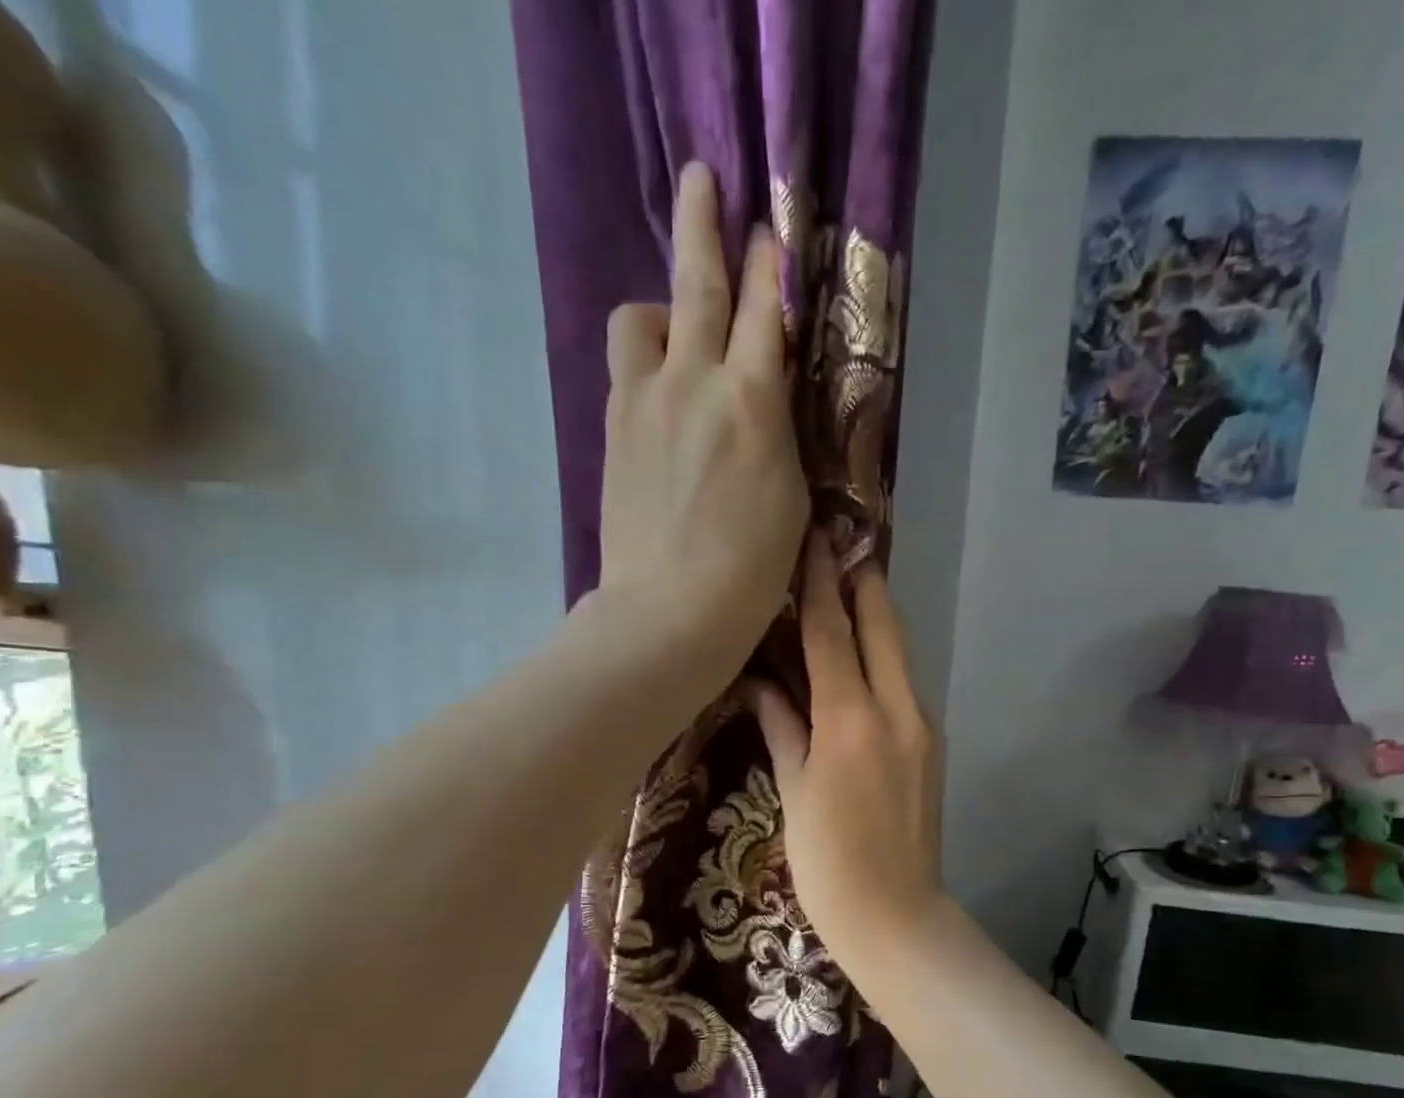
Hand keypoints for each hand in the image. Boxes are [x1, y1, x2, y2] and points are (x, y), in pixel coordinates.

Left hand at [595, 161, 808, 697]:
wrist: (669, 611)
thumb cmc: (751, 570)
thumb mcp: (790, 496)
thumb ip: (779, 431)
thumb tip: (766, 395)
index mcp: (753, 400)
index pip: (767, 309)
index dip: (771, 262)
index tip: (770, 228)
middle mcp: (695, 380)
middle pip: (697, 281)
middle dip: (705, 223)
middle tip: (704, 179)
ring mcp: (645, 400)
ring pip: (642, 316)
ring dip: (660, 305)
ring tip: (671, 323)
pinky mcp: (613, 428)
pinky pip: (625, 366)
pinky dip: (643, 358)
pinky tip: (657, 384)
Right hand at [749, 535, 944, 973]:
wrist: (896, 918)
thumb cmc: (827, 863)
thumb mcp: (793, 792)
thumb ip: (783, 727)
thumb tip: (762, 684)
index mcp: (852, 719)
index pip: (833, 633)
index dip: (820, 583)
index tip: (814, 538)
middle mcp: (897, 710)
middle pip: (883, 626)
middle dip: (864, 582)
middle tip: (841, 546)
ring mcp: (922, 727)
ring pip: (899, 653)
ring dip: (876, 618)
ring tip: (847, 590)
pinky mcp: (932, 747)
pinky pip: (904, 685)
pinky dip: (882, 660)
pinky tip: (860, 659)